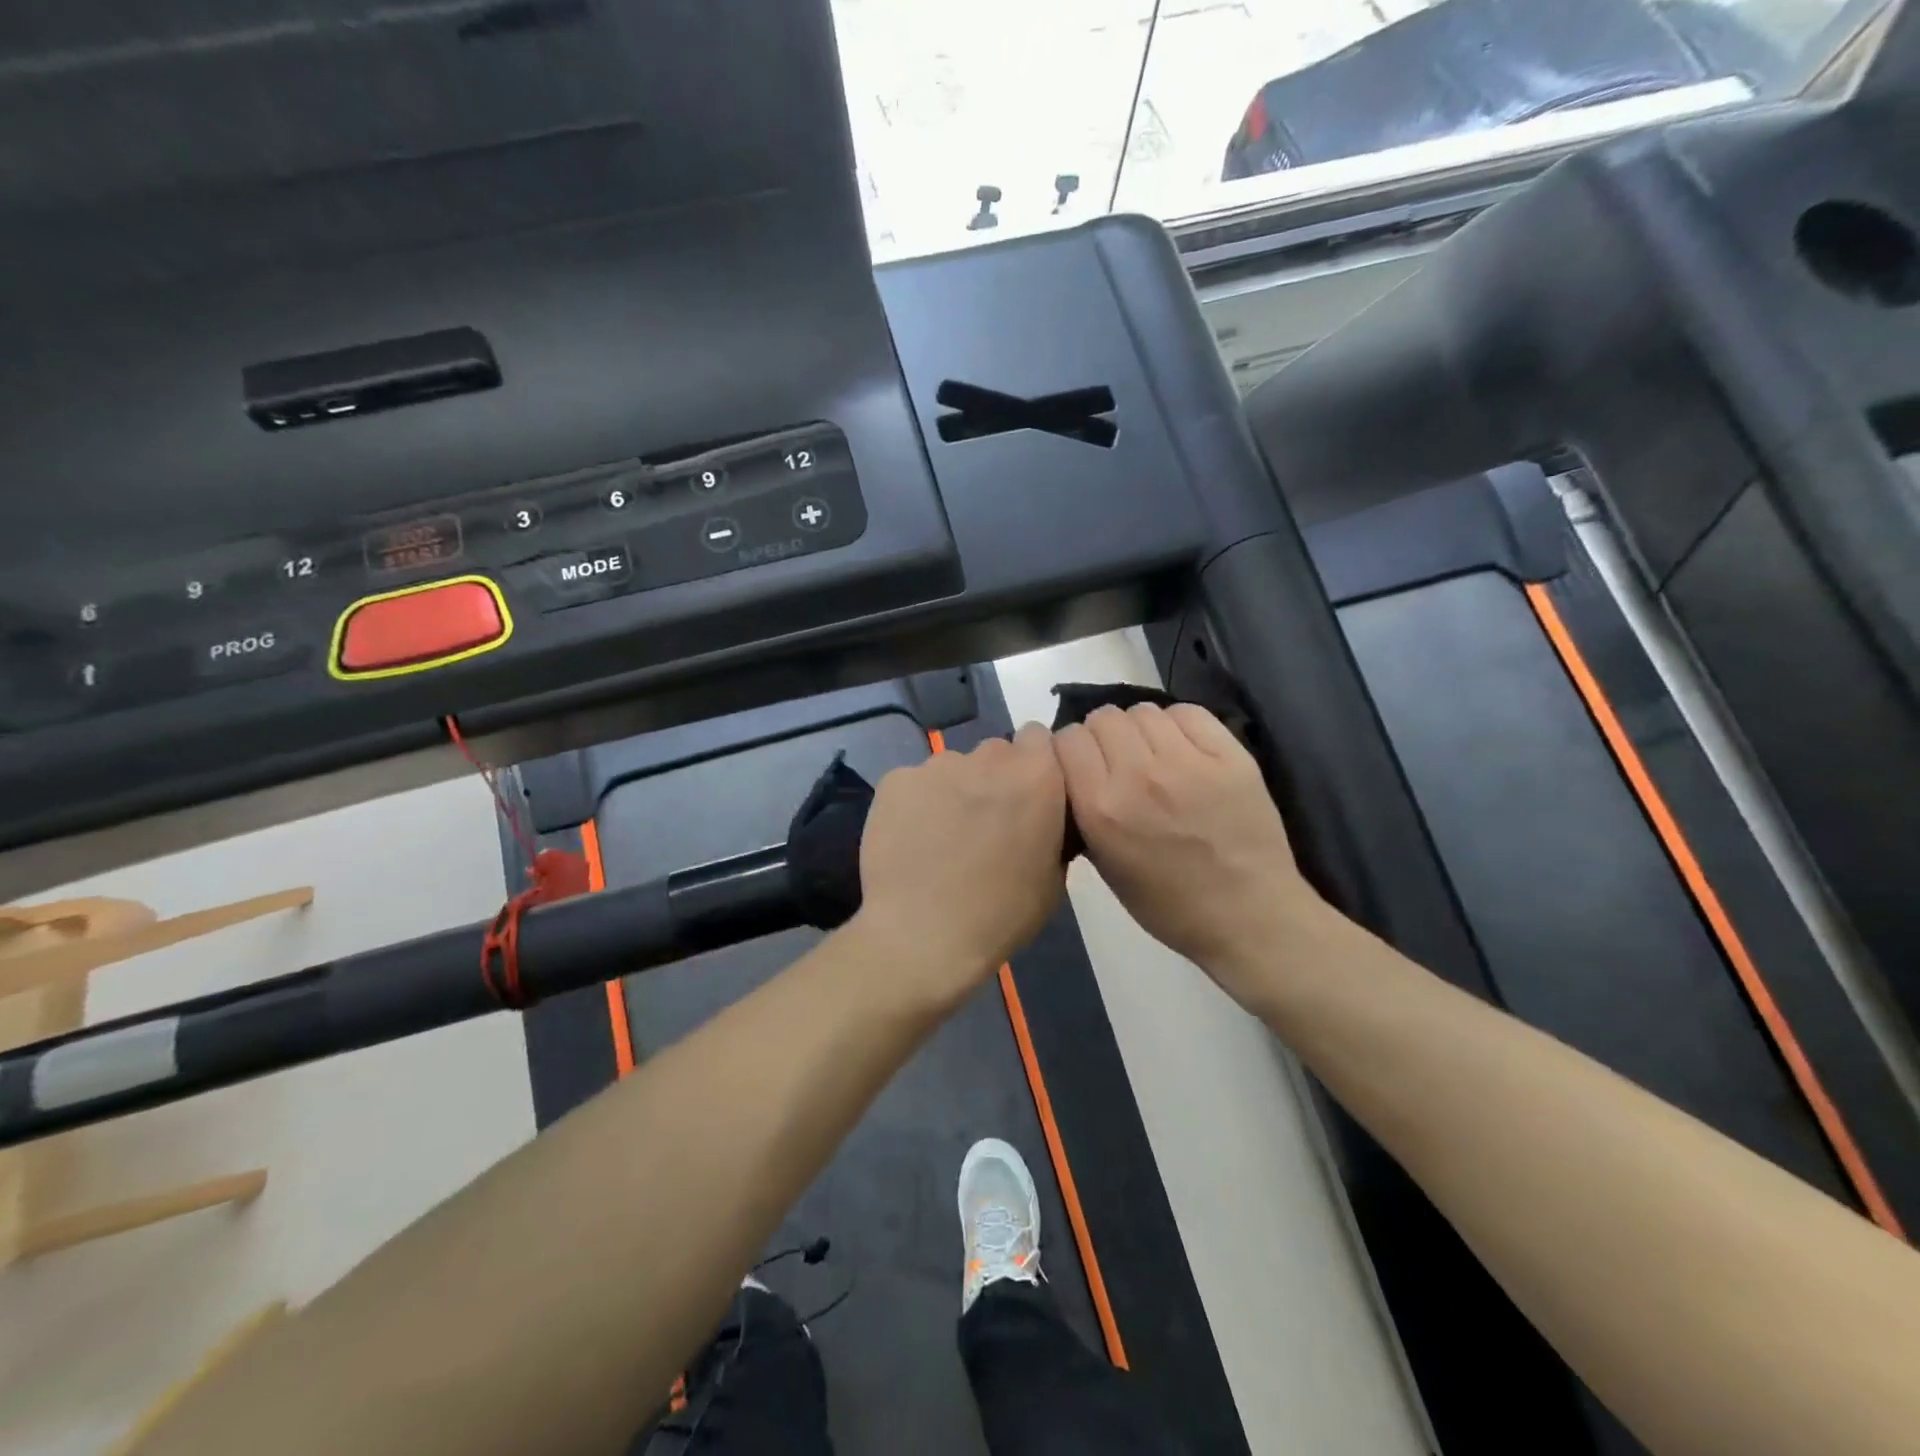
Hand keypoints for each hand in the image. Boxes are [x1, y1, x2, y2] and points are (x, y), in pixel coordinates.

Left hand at [854, 726, 1066, 1002]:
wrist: (923, 936)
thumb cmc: (1002, 914)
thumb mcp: (1053, 875)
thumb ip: (1052, 825)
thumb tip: (1041, 814)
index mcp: (1036, 774)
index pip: (1038, 738)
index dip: (1033, 764)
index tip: (1026, 796)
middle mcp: (987, 757)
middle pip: (994, 753)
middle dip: (993, 780)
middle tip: (984, 825)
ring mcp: (936, 765)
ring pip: (952, 769)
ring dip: (954, 792)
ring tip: (942, 839)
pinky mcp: (895, 780)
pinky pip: (913, 784)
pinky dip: (915, 804)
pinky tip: (911, 842)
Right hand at [1054, 703, 1322, 1004]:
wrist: (1248, 916)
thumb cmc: (1169, 905)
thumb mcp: (1105, 866)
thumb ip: (1083, 813)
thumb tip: (1075, 774)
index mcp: (1102, 809)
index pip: (1068, 740)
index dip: (1071, 749)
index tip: (1081, 764)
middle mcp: (1138, 776)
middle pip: (1104, 718)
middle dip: (1103, 735)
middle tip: (1119, 760)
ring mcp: (1186, 762)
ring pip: (1143, 710)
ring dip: (1140, 729)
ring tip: (1153, 754)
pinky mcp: (1229, 754)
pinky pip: (1187, 713)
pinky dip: (1177, 724)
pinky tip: (1184, 749)